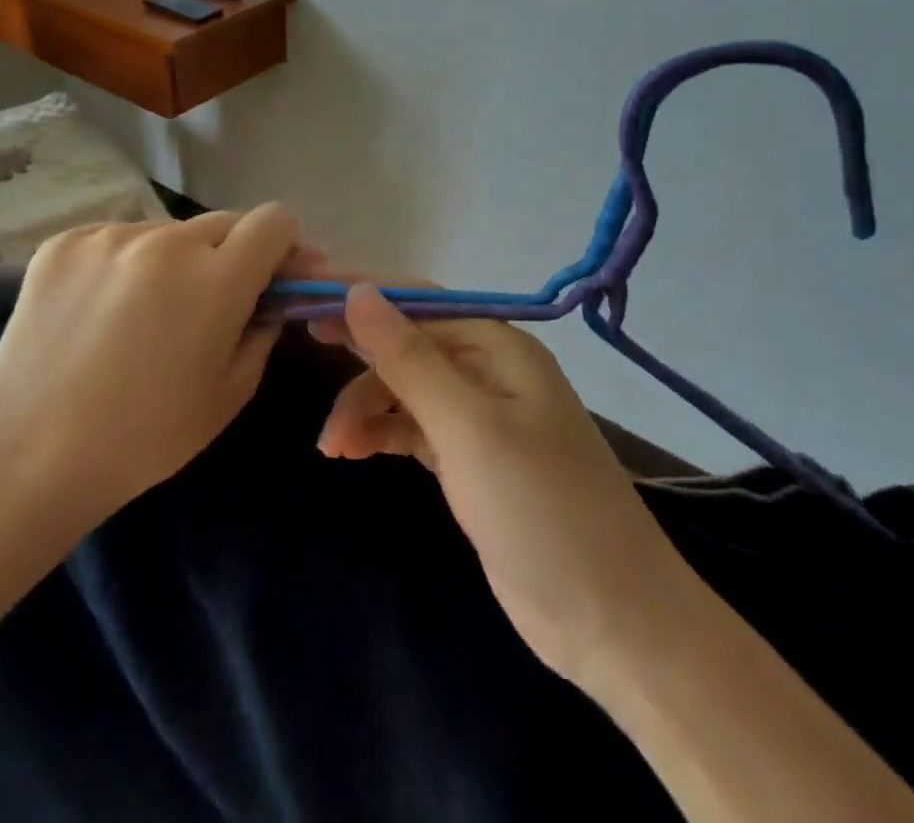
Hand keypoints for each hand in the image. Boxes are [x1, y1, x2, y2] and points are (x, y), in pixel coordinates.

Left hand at [0, 205, 303, 526]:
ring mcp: (110, 236)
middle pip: (224, 222)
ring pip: (168, 232)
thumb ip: (263, 330)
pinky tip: (101, 312)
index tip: (270, 277)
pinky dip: (125, 265)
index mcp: (216, 278)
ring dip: (174, 261)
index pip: (274, 221)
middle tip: (208, 304)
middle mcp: (166, 240)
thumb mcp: (230, 393)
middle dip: (230, 255)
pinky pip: (118, 239)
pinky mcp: (65, 242)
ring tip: (142, 315)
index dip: (282, 246)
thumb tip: (271, 299)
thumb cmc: (144, 437)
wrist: (27, 455)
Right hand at [314, 282, 682, 692]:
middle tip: (302, 346)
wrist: (612, 622)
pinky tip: (351, 451)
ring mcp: (480, 416)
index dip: (360, 293)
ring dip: (364, 406)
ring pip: (405, 389)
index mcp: (497, 345)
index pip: (417, 301)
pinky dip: (381, 433)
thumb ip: (409, 358)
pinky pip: (413, 427)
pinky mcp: (470, 459)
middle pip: (407, 343)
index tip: (303, 292)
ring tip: (331, 447)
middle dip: (358, 352)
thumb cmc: (540, 509)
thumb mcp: (467, 428)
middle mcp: (488, 369)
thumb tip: (358, 291)